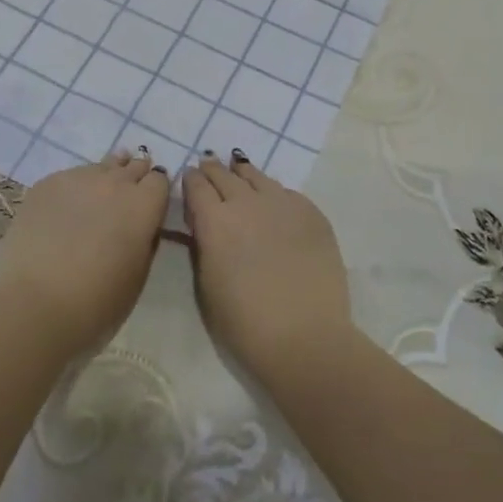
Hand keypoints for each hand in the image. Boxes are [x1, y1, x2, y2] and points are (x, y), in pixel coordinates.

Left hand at [0, 149, 169, 354]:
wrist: (35, 304)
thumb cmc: (97, 303)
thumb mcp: (138, 275)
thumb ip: (144, 240)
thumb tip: (141, 226)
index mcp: (143, 205)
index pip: (159, 181)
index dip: (156, 192)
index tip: (150, 205)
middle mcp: (114, 183)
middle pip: (132, 167)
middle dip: (133, 178)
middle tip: (126, 196)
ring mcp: (78, 179)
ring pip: (100, 167)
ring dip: (104, 178)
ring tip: (97, 195)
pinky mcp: (46, 184)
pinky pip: (69, 178)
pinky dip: (74, 188)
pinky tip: (64, 208)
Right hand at [182, 151, 352, 376]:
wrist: (304, 336)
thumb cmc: (244, 322)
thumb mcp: (206, 284)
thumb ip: (203, 245)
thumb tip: (204, 224)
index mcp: (215, 220)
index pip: (197, 186)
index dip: (191, 180)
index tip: (190, 178)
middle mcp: (248, 203)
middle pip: (225, 175)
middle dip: (214, 170)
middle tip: (209, 165)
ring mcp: (283, 205)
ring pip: (258, 177)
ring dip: (244, 174)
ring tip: (239, 169)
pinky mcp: (313, 214)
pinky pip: (288, 193)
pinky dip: (274, 192)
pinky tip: (274, 199)